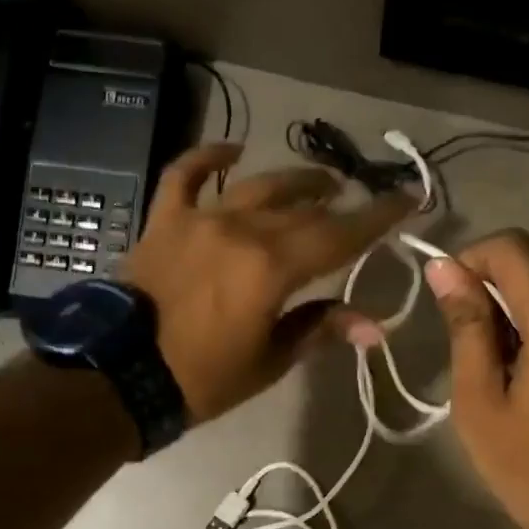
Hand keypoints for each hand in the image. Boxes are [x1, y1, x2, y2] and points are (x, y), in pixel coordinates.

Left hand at [123, 143, 413, 422]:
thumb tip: (376, 327)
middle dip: (339, 203)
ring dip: (293, 181)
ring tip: (318, 182)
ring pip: (257, 186)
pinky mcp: (166, 220)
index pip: (340, 235)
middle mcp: (242, 230)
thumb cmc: (203, 378)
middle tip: (358, 201)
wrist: (120, 376)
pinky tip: (231, 151)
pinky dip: (207, 158)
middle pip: (304, 208)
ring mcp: (200, 219)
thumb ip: (320, 328)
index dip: (378, 218)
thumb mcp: (270, 361)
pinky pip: (185, 175)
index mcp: (273, 267)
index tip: (408, 199)